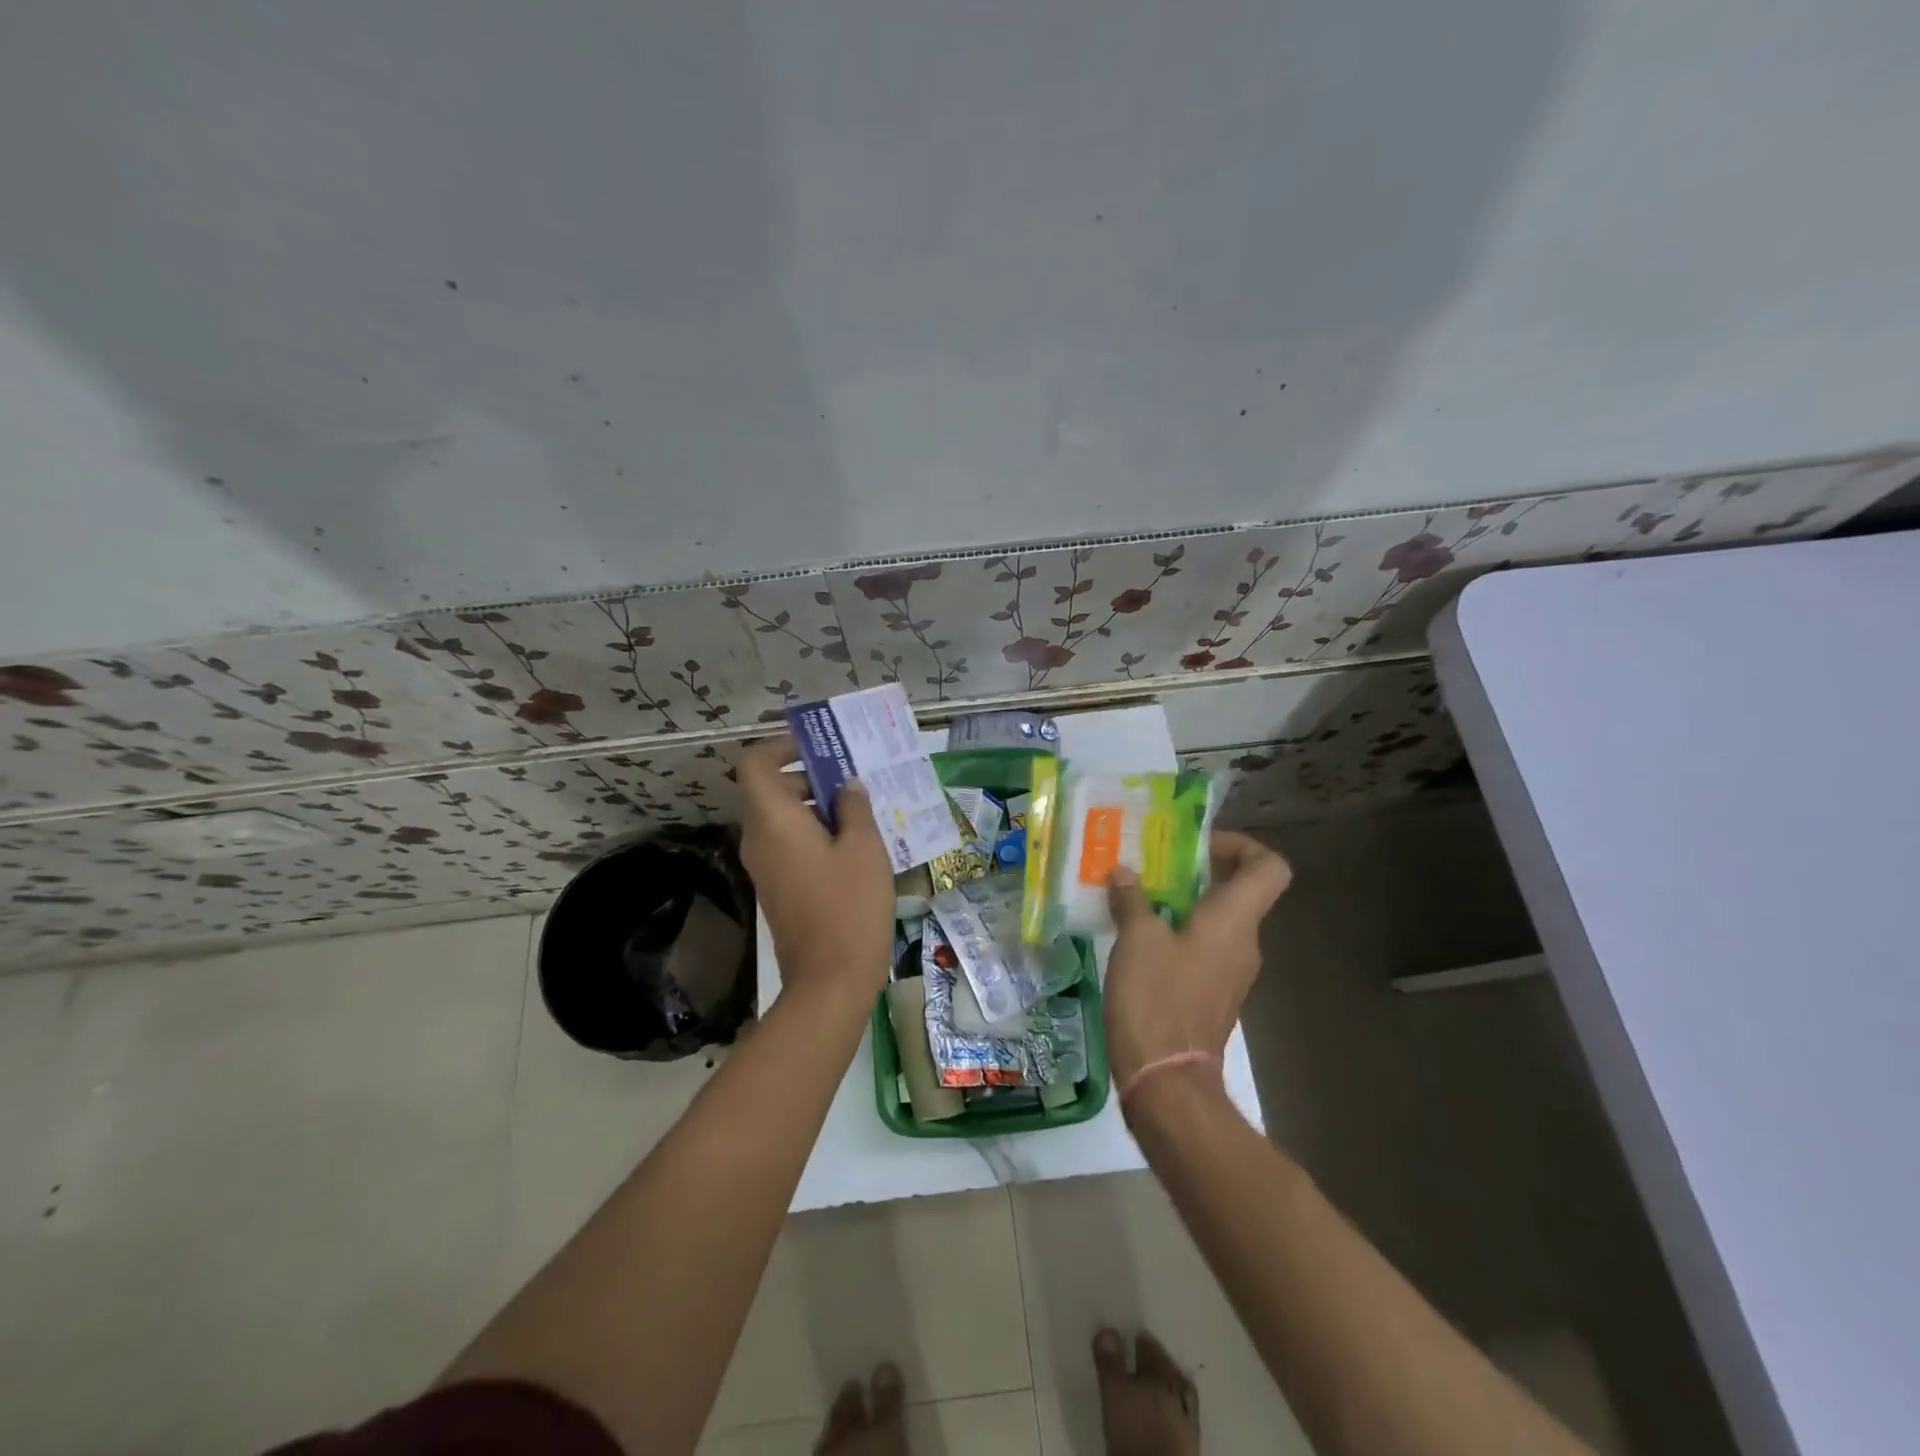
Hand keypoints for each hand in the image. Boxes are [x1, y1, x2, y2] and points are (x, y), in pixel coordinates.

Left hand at [738, 735, 895, 1007]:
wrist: (830, 979)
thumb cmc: (849, 904)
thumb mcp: (864, 847)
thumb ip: (855, 807)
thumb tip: (847, 787)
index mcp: (773, 820)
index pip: (754, 764)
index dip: (780, 747)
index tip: (818, 748)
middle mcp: (759, 839)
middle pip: (772, 790)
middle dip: (811, 777)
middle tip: (855, 779)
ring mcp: (765, 866)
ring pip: (783, 819)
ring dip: (817, 807)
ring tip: (863, 811)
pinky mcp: (777, 888)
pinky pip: (789, 845)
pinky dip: (815, 834)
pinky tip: (855, 845)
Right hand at [1104, 831, 1292, 1090]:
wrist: (1166, 1080)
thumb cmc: (1157, 998)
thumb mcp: (1136, 939)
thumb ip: (1132, 899)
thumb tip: (1124, 872)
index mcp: (1235, 920)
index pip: (1269, 867)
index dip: (1242, 846)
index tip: (1198, 846)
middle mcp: (1244, 942)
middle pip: (1240, 890)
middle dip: (1199, 871)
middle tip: (1154, 864)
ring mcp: (1231, 972)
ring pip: (1218, 920)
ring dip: (1184, 902)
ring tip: (1138, 895)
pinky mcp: (1213, 994)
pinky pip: (1204, 947)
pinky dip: (1178, 932)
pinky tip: (1138, 936)